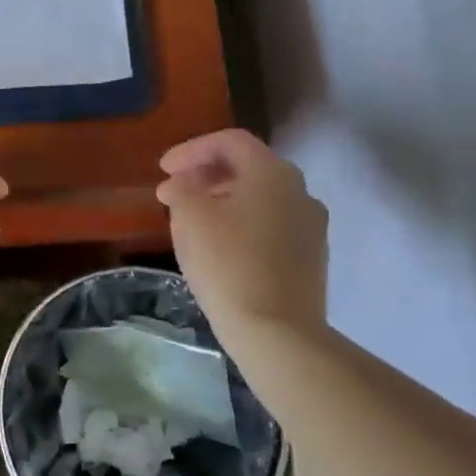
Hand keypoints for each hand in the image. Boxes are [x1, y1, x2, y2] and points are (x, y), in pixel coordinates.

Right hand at [157, 129, 327, 338]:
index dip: (192, 149)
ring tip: (193, 219)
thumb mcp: (190, 217)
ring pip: (261, 198)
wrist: (277, 334)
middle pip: (248, 167)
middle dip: (207, 174)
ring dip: (224, 199)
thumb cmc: (228, 265)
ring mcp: (311, 226)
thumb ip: (183, 187)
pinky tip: (221, 247)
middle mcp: (300, 191)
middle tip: (174, 192)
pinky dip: (243, 223)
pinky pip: (272, 225)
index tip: (164, 169)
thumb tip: (184, 182)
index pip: (230, 141)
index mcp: (272, 173)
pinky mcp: (311, 258)